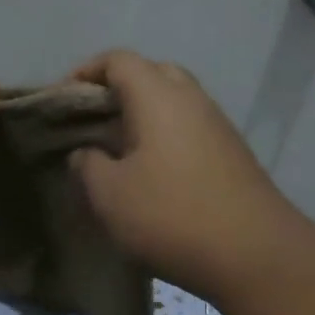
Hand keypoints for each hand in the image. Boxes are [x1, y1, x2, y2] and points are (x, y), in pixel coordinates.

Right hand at [69, 51, 306, 302]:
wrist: (252, 254)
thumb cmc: (170, 216)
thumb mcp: (109, 195)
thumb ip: (87, 165)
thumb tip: (86, 153)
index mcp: (158, 97)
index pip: (118, 60)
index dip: (84, 73)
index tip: (61, 101)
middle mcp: (192, 100)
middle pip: (151, 74)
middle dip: (116, 91)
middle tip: (90, 123)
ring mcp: (218, 127)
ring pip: (173, 104)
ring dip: (142, 119)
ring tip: (115, 153)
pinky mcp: (232, 156)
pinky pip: (189, 131)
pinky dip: (163, 140)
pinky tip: (150, 175)